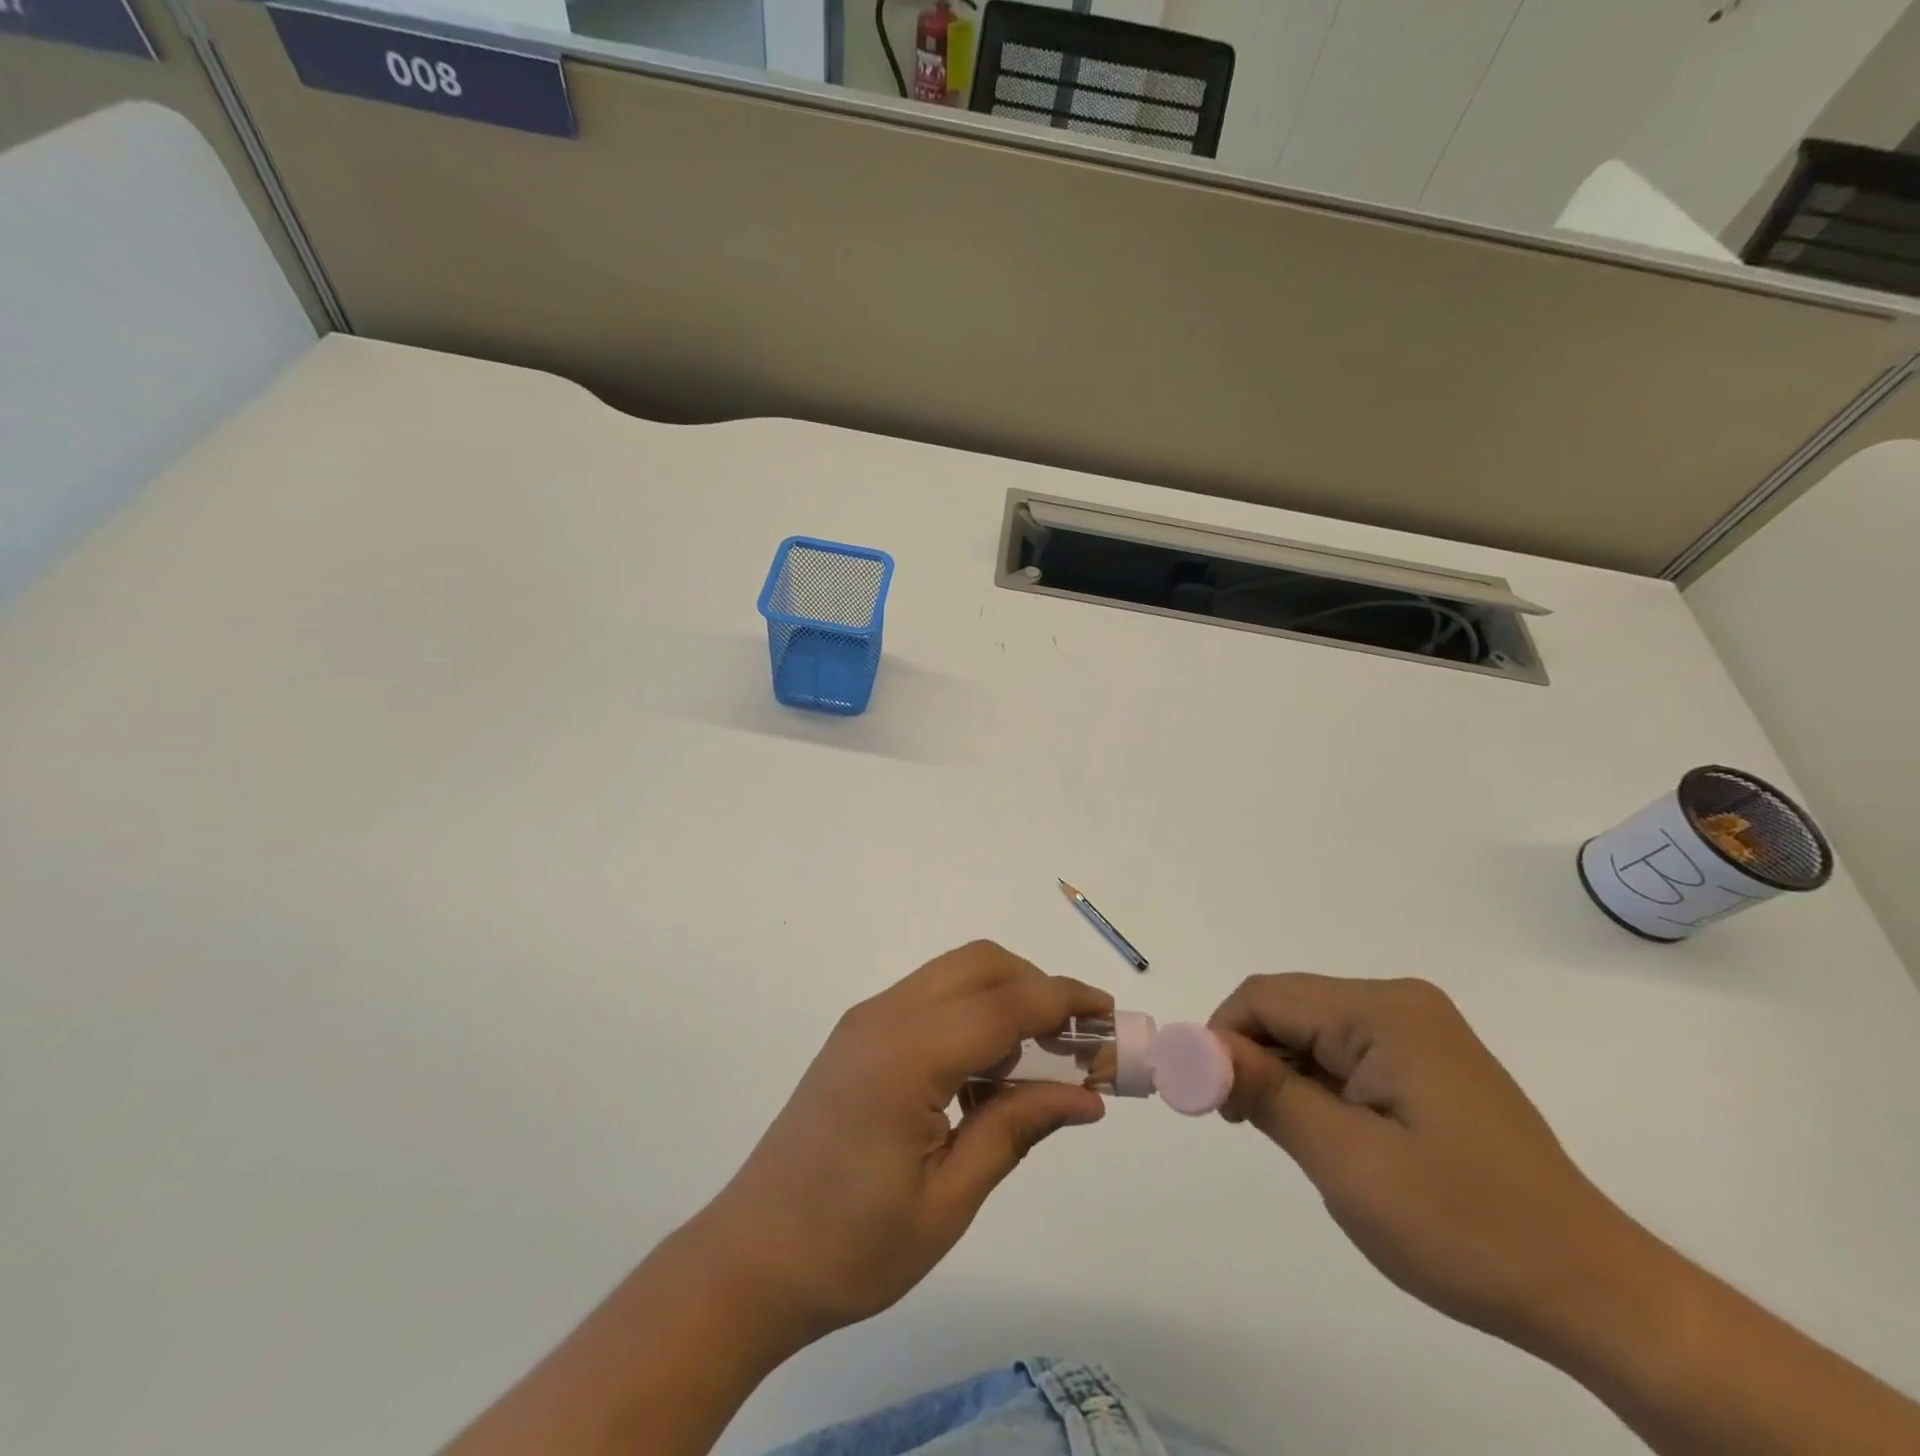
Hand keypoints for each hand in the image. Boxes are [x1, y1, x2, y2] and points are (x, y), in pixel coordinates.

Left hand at [692, 941, 1111, 1342]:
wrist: (750, 1260)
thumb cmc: (851, 1247)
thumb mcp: (948, 1200)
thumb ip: (1016, 1129)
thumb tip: (1086, 1096)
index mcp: (908, 1054)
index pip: (1005, 1003)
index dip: (1064, 1002)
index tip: (1110, 1017)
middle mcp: (885, 1015)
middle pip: (980, 964)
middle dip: (1038, 987)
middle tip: (1077, 1041)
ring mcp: (866, 1021)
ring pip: (954, 974)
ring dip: (1005, 997)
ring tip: (1039, 1060)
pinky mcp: (857, 1035)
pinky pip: (930, 999)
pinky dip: (972, 1012)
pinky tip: (985, 1073)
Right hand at [1209, 974, 1640, 1354]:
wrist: (1595, 1293)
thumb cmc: (1464, 1226)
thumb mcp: (1345, 1160)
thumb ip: (1264, 1090)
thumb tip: (1195, 1048)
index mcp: (1384, 1011)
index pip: (1265, 997)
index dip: (1221, 1038)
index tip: (1208, 1099)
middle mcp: (1401, 1003)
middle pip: (1289, 1009)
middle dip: (1253, 1058)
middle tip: (1246, 1125)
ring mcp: (1420, 1030)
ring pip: (1313, 1032)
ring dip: (1286, 1076)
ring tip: (1298, 1141)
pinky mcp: (1430, 1060)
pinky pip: (1347, 1053)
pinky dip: (1319, 1085)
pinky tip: (1335, 1135)